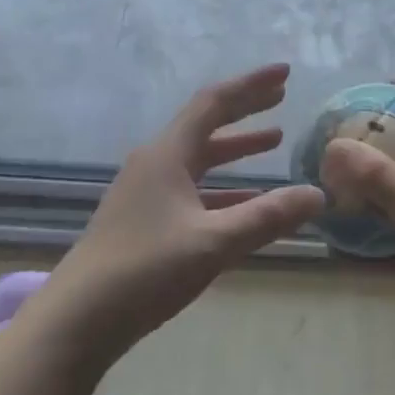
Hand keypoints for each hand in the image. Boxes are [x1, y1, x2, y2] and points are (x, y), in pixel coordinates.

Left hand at [49, 64, 325, 363]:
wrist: (76, 322)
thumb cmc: (144, 271)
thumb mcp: (214, 242)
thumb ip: (267, 216)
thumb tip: (318, 194)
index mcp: (167, 155)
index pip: (214, 103)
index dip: (251, 85)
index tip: (285, 73)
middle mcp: (155, 164)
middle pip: (206, 125)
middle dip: (245, 109)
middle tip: (281, 96)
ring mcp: (146, 193)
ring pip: (199, 159)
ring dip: (236, 148)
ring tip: (274, 140)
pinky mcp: (144, 221)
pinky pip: (193, 190)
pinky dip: (224, 187)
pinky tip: (245, 201)